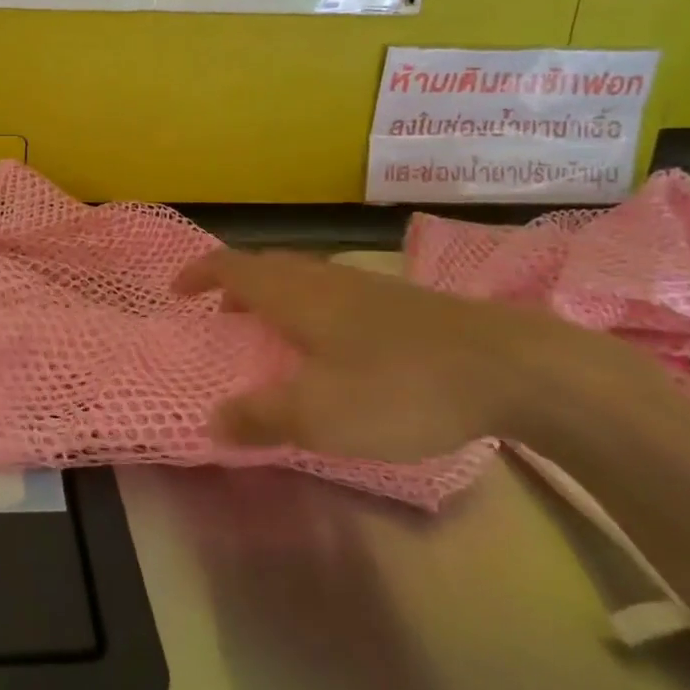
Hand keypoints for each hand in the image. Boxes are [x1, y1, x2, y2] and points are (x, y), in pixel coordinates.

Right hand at [173, 248, 619, 460]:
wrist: (512, 368)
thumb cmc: (398, 386)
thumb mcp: (319, 415)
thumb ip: (260, 418)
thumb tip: (212, 423)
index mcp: (295, 293)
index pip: (232, 266)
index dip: (200, 274)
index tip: (177, 291)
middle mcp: (325, 278)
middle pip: (267, 267)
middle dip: (236, 287)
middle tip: (221, 318)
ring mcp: (367, 286)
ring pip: (304, 280)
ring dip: (275, 298)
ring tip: (271, 335)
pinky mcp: (402, 304)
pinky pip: (334, 295)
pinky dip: (311, 310)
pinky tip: (334, 349)